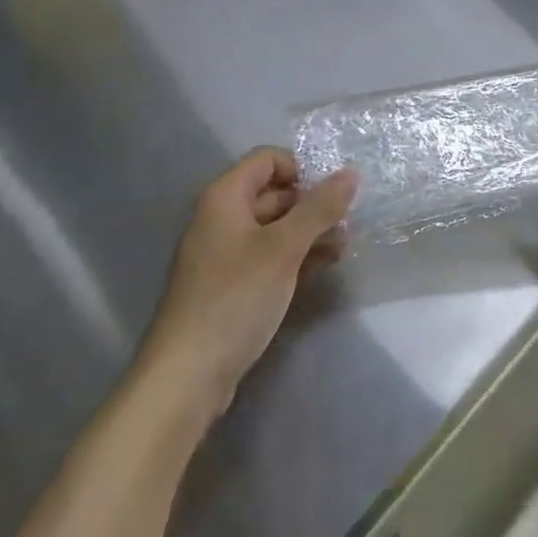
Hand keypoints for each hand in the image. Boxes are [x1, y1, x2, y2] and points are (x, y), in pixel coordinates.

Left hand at [140, 149, 356, 413]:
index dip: (301, 168)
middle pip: (273, 193)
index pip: (267, 159)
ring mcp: (224, 255)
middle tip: (348, 221)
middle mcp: (221, 218)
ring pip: (274, 228)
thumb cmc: (235, 298)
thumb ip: (319, 209)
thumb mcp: (284, 248)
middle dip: (311, 204)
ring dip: (308, 233)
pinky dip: (295, 257)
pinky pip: (268, 258)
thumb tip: (351, 173)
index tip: (332, 192)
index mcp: (225, 197)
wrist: (187, 376)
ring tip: (344, 246)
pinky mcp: (230, 287)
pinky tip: (323, 267)